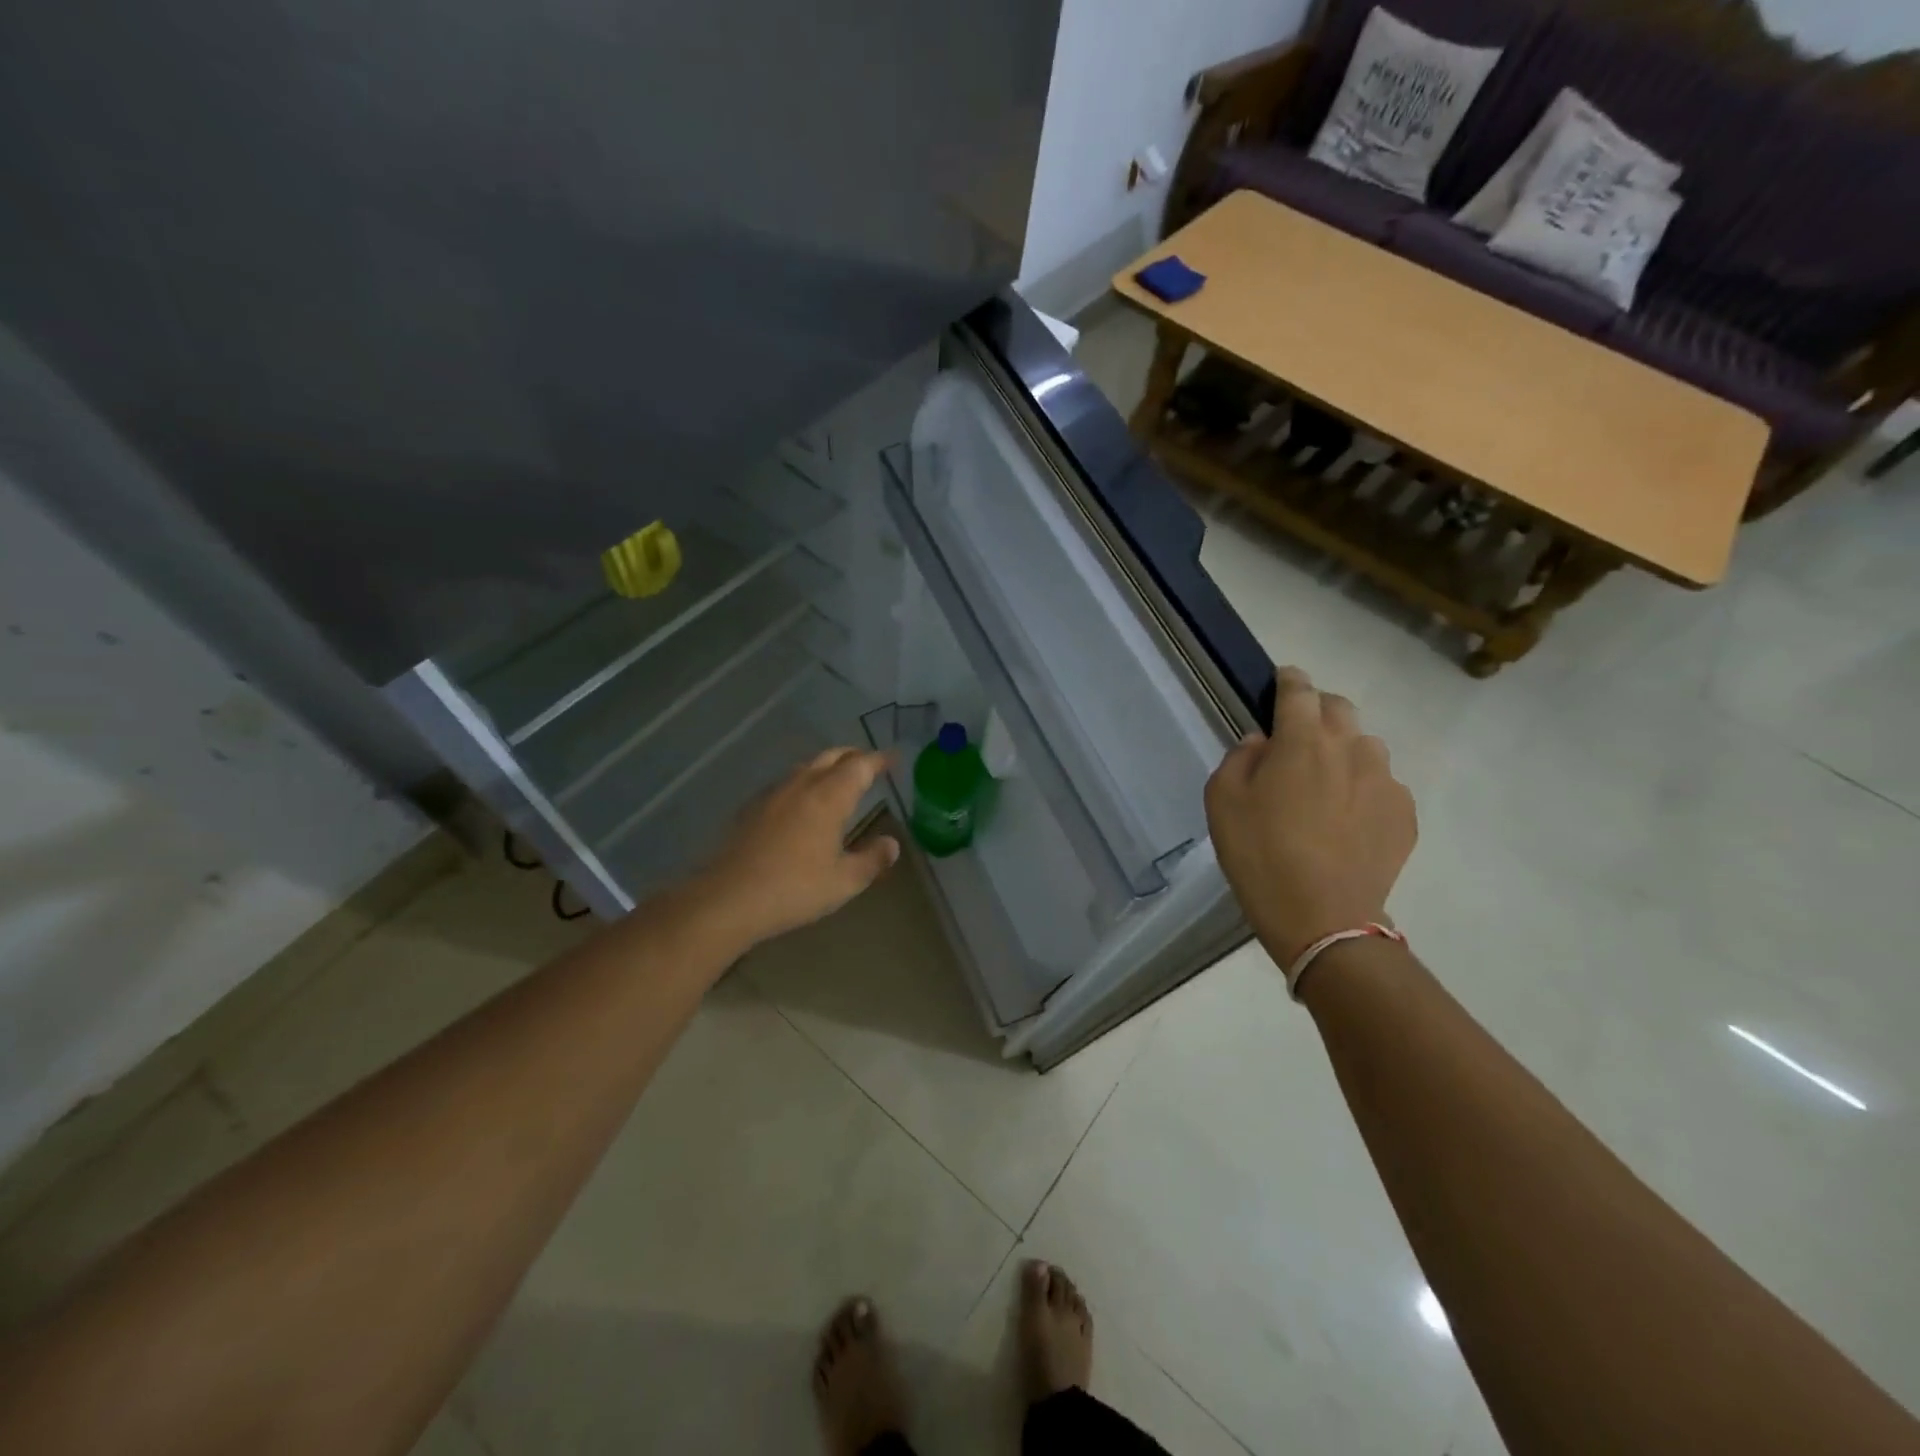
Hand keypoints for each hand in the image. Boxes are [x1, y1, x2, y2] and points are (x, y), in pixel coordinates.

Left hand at [695, 748, 899, 948]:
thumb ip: (872, 859)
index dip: (879, 760)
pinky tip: (802, 802)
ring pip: (806, 766)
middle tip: (869, 765)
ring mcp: (772, 793)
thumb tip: (892, 844)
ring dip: (827, 766)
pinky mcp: (751, 807)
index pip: (860, 766)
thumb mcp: (844, 882)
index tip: (894, 758)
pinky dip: (804, 782)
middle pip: (831, 757)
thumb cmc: (794, 889)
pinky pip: (786, 782)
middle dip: (853, 756)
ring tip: (838, 780)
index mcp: (829, 797)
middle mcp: (802, 785)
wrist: (728, 898)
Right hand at [1204, 667, 1416, 967]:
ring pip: (1366, 746)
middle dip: (1318, 710)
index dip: (1289, 680)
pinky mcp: (1404, 813)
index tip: (1283, 681)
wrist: (1322, 917)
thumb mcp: (1222, 801)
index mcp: (1302, 740)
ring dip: (1344, 751)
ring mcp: (1385, 781)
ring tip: (1325, 786)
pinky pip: (1383, 785)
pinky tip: (1346, 821)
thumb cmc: (1259, 854)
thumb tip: (1263, 743)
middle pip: (1339, 709)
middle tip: (1297, 737)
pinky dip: (1363, 788)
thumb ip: (1240, 758)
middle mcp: (1351, 748)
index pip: (1299, 690)